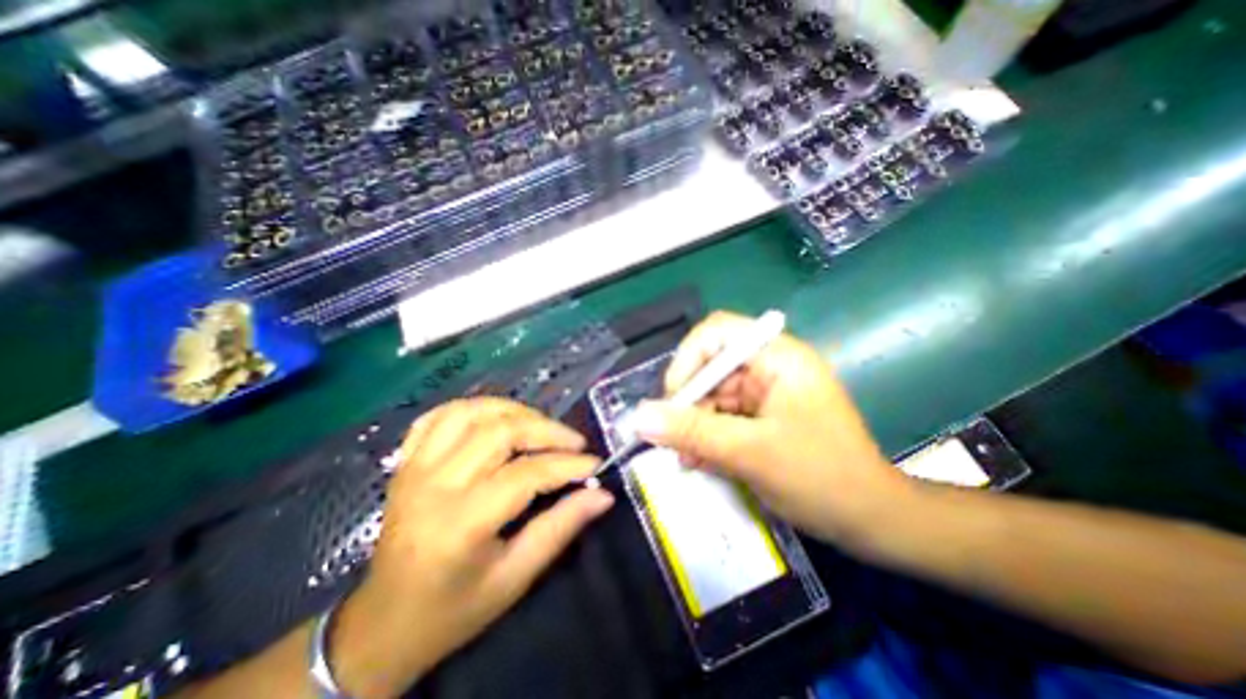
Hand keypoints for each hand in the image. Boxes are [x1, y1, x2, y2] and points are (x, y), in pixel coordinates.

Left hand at [325, 395, 608, 695]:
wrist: (384, 623)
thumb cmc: (455, 609)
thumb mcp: (515, 577)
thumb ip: (561, 528)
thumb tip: (603, 495)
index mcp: (460, 524)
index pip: (525, 474)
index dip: (566, 464)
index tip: (594, 464)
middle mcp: (433, 486)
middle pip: (499, 432)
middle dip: (546, 430)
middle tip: (574, 441)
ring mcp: (414, 468)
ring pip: (471, 412)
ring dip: (514, 410)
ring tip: (540, 426)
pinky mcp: (406, 462)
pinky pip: (440, 415)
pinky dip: (473, 408)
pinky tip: (495, 418)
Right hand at [635, 309, 907, 545]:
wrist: (872, 521)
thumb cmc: (822, 479)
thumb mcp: (750, 453)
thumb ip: (692, 431)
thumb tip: (639, 417)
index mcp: (778, 357)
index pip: (717, 333)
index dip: (687, 360)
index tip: (673, 400)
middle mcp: (769, 366)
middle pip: (710, 367)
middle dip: (688, 402)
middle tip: (672, 437)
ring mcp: (765, 391)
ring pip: (711, 394)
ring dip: (693, 423)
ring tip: (685, 457)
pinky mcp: (761, 414)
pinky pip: (721, 414)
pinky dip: (706, 435)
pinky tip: (698, 459)